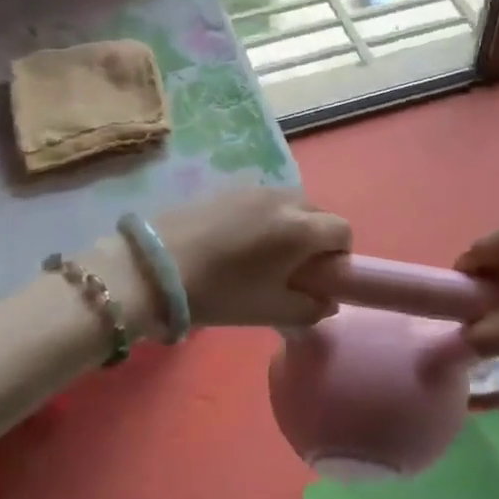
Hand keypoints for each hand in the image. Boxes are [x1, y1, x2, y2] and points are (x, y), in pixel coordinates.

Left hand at [125, 188, 351, 331]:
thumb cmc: (222, 292)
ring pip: (290, 205)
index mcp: (301, 228)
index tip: (319, 278)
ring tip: (263, 256)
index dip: (338, 256)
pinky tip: (238, 243)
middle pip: (318, 213)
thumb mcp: (271, 310)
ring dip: (290, 227)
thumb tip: (327, 301)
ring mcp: (255, 189)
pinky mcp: (228, 189)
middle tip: (293, 270)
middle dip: (316, 240)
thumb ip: (310, 308)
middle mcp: (285, 199)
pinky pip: (263, 202)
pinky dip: (265, 219)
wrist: (156, 266)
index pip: (343, 231)